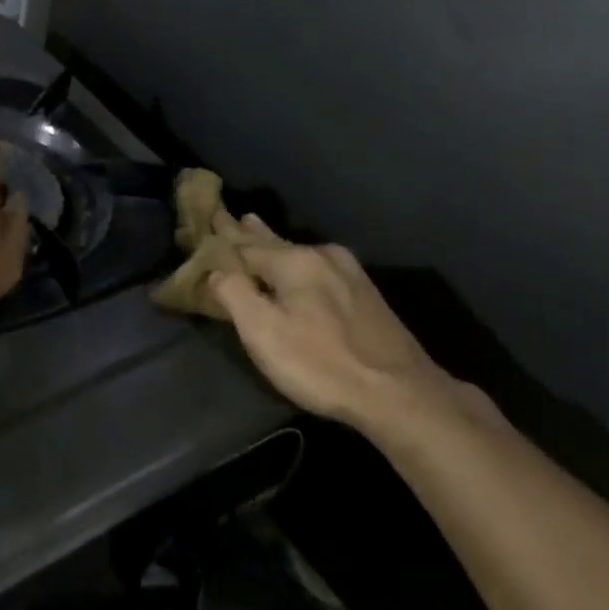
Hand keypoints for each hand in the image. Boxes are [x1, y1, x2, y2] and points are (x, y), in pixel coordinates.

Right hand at [208, 215, 470, 433]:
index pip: (244, 244)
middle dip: (247, 232)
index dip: (222, 237)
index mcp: (294, 261)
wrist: (400, 393)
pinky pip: (317, 264)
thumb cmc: (320, 363)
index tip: (208, 218)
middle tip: (229, 216)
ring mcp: (349, 273)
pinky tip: (298, 260)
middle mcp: (322, 256)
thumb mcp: (263, 332)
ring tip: (255, 227)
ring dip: (272, 243)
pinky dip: (296, 259)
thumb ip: (234, 295)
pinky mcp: (365, 293)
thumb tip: (216, 271)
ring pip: (298, 252)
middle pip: (274, 242)